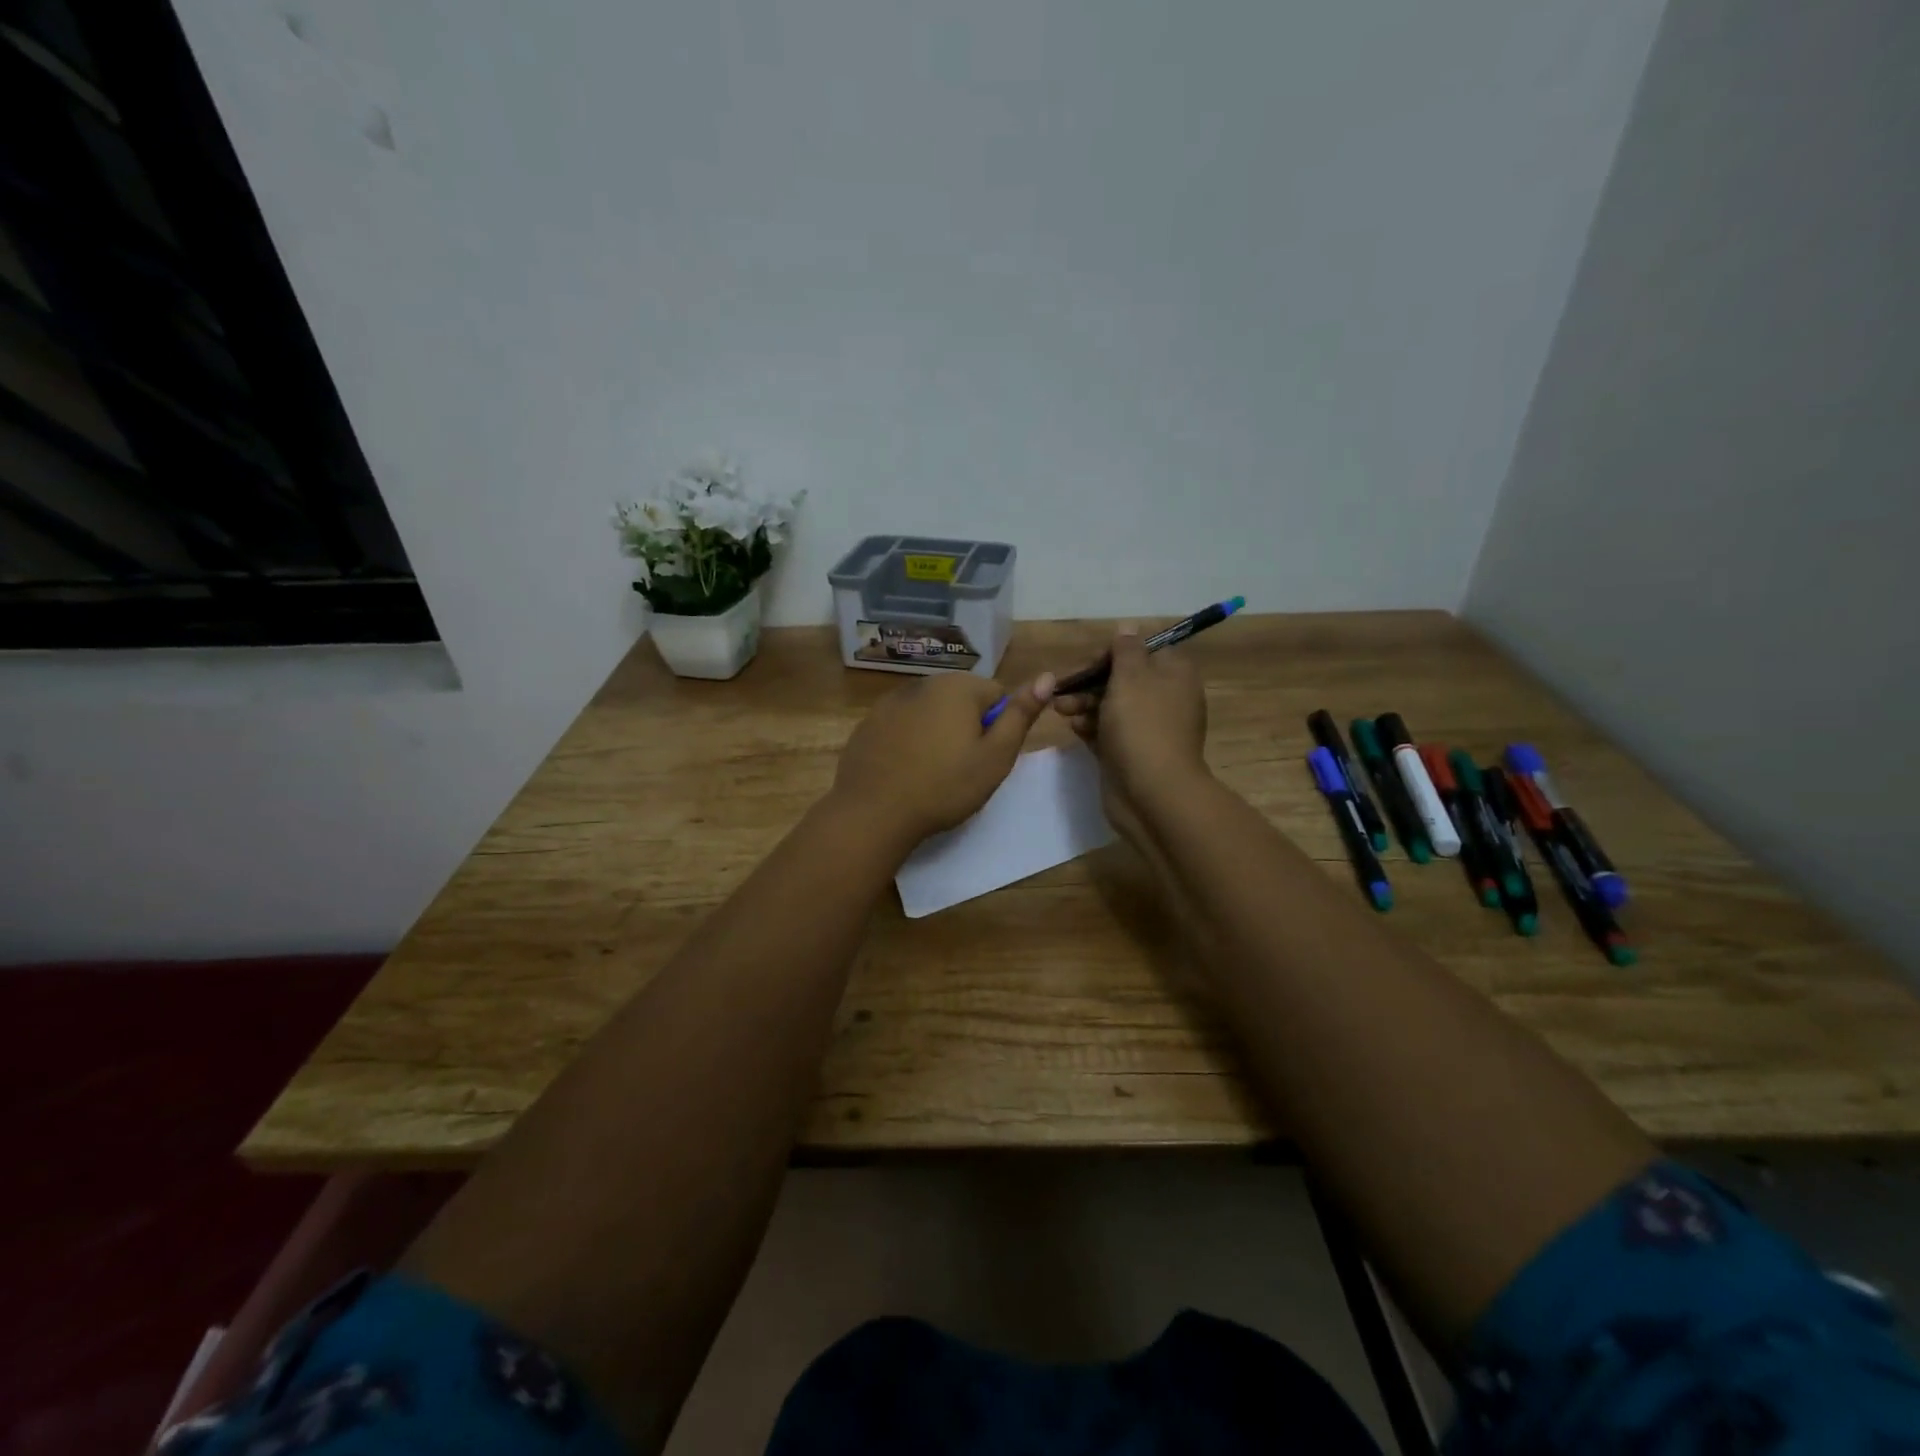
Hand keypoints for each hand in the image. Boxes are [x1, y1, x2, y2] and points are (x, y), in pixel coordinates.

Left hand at [831, 670, 1055, 849]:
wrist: (873, 812)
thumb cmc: (944, 786)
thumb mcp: (996, 756)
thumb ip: (1021, 714)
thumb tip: (1049, 675)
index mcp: (957, 686)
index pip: (996, 695)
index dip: (997, 727)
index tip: (986, 758)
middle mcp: (923, 683)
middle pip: (961, 701)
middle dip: (966, 728)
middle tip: (962, 769)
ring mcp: (890, 702)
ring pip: (929, 713)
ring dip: (936, 734)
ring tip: (931, 773)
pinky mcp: (868, 724)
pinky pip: (901, 726)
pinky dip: (908, 742)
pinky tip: (904, 772)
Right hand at [1054, 626, 1209, 817]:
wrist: (1152, 793)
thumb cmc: (1142, 726)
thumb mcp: (1131, 676)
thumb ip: (1126, 649)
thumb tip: (1128, 628)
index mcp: (1174, 674)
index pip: (1141, 651)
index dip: (1112, 654)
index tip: (1088, 664)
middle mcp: (1166, 698)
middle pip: (1123, 679)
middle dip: (1090, 681)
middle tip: (1063, 689)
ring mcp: (1149, 729)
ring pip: (1112, 706)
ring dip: (1085, 704)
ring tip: (1061, 710)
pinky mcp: (1132, 754)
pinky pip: (1108, 733)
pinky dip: (1091, 728)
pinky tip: (1075, 729)